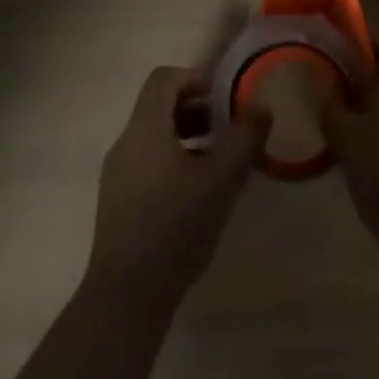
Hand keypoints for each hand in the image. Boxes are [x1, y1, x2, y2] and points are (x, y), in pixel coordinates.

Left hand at [85, 66, 267, 307]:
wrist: (125, 300)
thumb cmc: (174, 227)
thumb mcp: (220, 180)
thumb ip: (244, 139)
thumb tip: (261, 108)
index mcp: (145, 127)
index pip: (164, 78)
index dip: (194, 78)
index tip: (222, 97)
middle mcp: (125, 143)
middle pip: (159, 107)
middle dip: (196, 110)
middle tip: (227, 128)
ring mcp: (117, 176)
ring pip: (154, 139)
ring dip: (187, 139)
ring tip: (218, 163)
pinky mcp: (117, 206)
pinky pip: (147, 165)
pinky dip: (173, 164)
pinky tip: (197, 196)